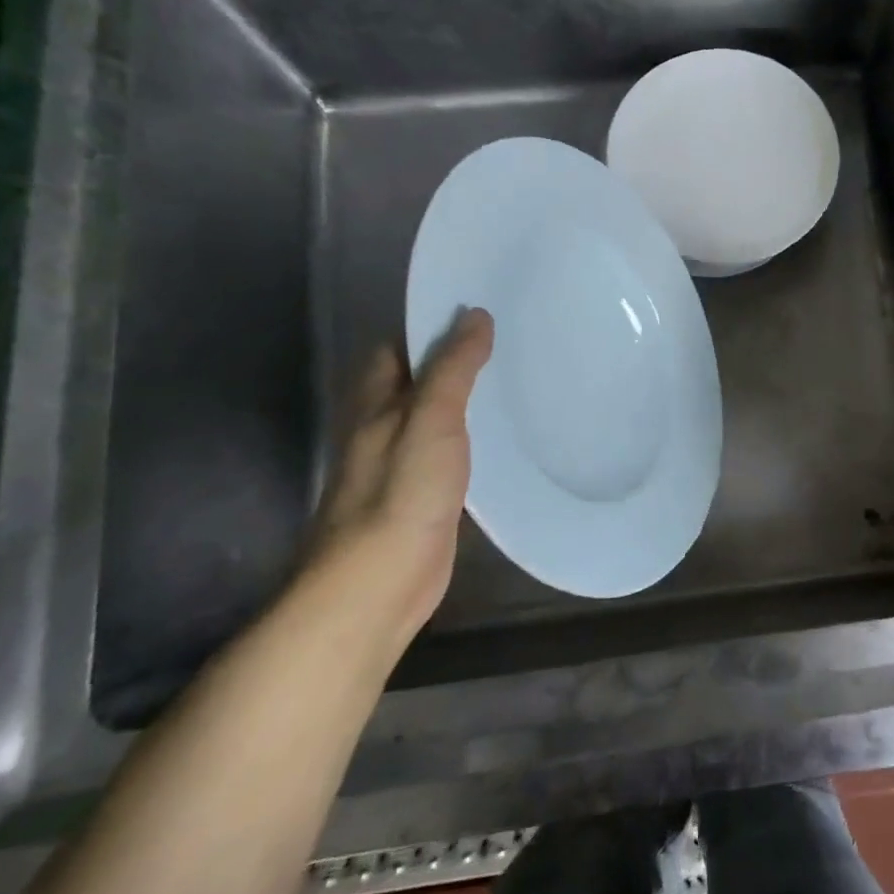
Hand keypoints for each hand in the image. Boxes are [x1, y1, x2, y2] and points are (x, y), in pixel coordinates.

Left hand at [304, 307, 493, 644]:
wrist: (378, 584)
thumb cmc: (400, 493)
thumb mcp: (430, 420)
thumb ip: (453, 368)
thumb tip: (475, 315)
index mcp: (375, 402)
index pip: (398, 347)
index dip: (432, 325)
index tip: (480, 309)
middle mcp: (383, 427)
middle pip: (419, 379)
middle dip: (456, 359)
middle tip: (511, 340)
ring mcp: (403, 464)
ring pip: (437, 416)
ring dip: (467, 398)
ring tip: (517, 377)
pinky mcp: (425, 495)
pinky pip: (451, 451)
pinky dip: (473, 437)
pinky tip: (505, 437)